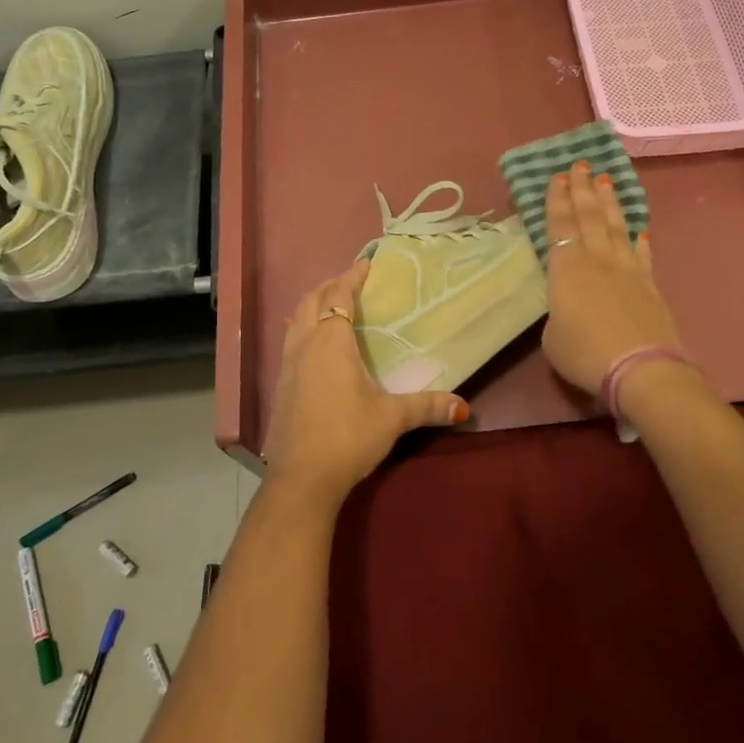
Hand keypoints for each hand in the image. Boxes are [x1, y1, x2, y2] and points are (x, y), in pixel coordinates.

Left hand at [264, 260, 468, 505]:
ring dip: (313, 305)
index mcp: (331, 342)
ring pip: (296, 319)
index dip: (352, 276)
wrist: (301, 478)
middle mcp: (305, 345)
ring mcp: (287, 364)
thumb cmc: (348, 437)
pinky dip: (304, 329)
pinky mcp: (280, 385)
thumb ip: (427, 407)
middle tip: (351, 282)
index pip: (339, 295)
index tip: (366, 264)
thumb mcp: (392, 419)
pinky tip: (317, 347)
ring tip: (332, 307)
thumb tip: (464, 407)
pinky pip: (290, 341)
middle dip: (330, 285)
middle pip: (311, 300)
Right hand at [540, 162, 683, 394]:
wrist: (640, 368)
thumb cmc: (585, 353)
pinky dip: (639, 239)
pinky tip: (639, 228)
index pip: (560, 224)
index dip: (558, 199)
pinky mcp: (649, 284)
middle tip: (580, 165)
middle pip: (588, 216)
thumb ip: (557, 313)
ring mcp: (626, 269)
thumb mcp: (552, 337)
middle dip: (582, 189)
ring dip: (609, 202)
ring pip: (615, 226)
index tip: (558, 176)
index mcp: (566, 268)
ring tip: (606, 180)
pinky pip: (642, 254)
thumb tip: (568, 308)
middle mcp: (596, 259)